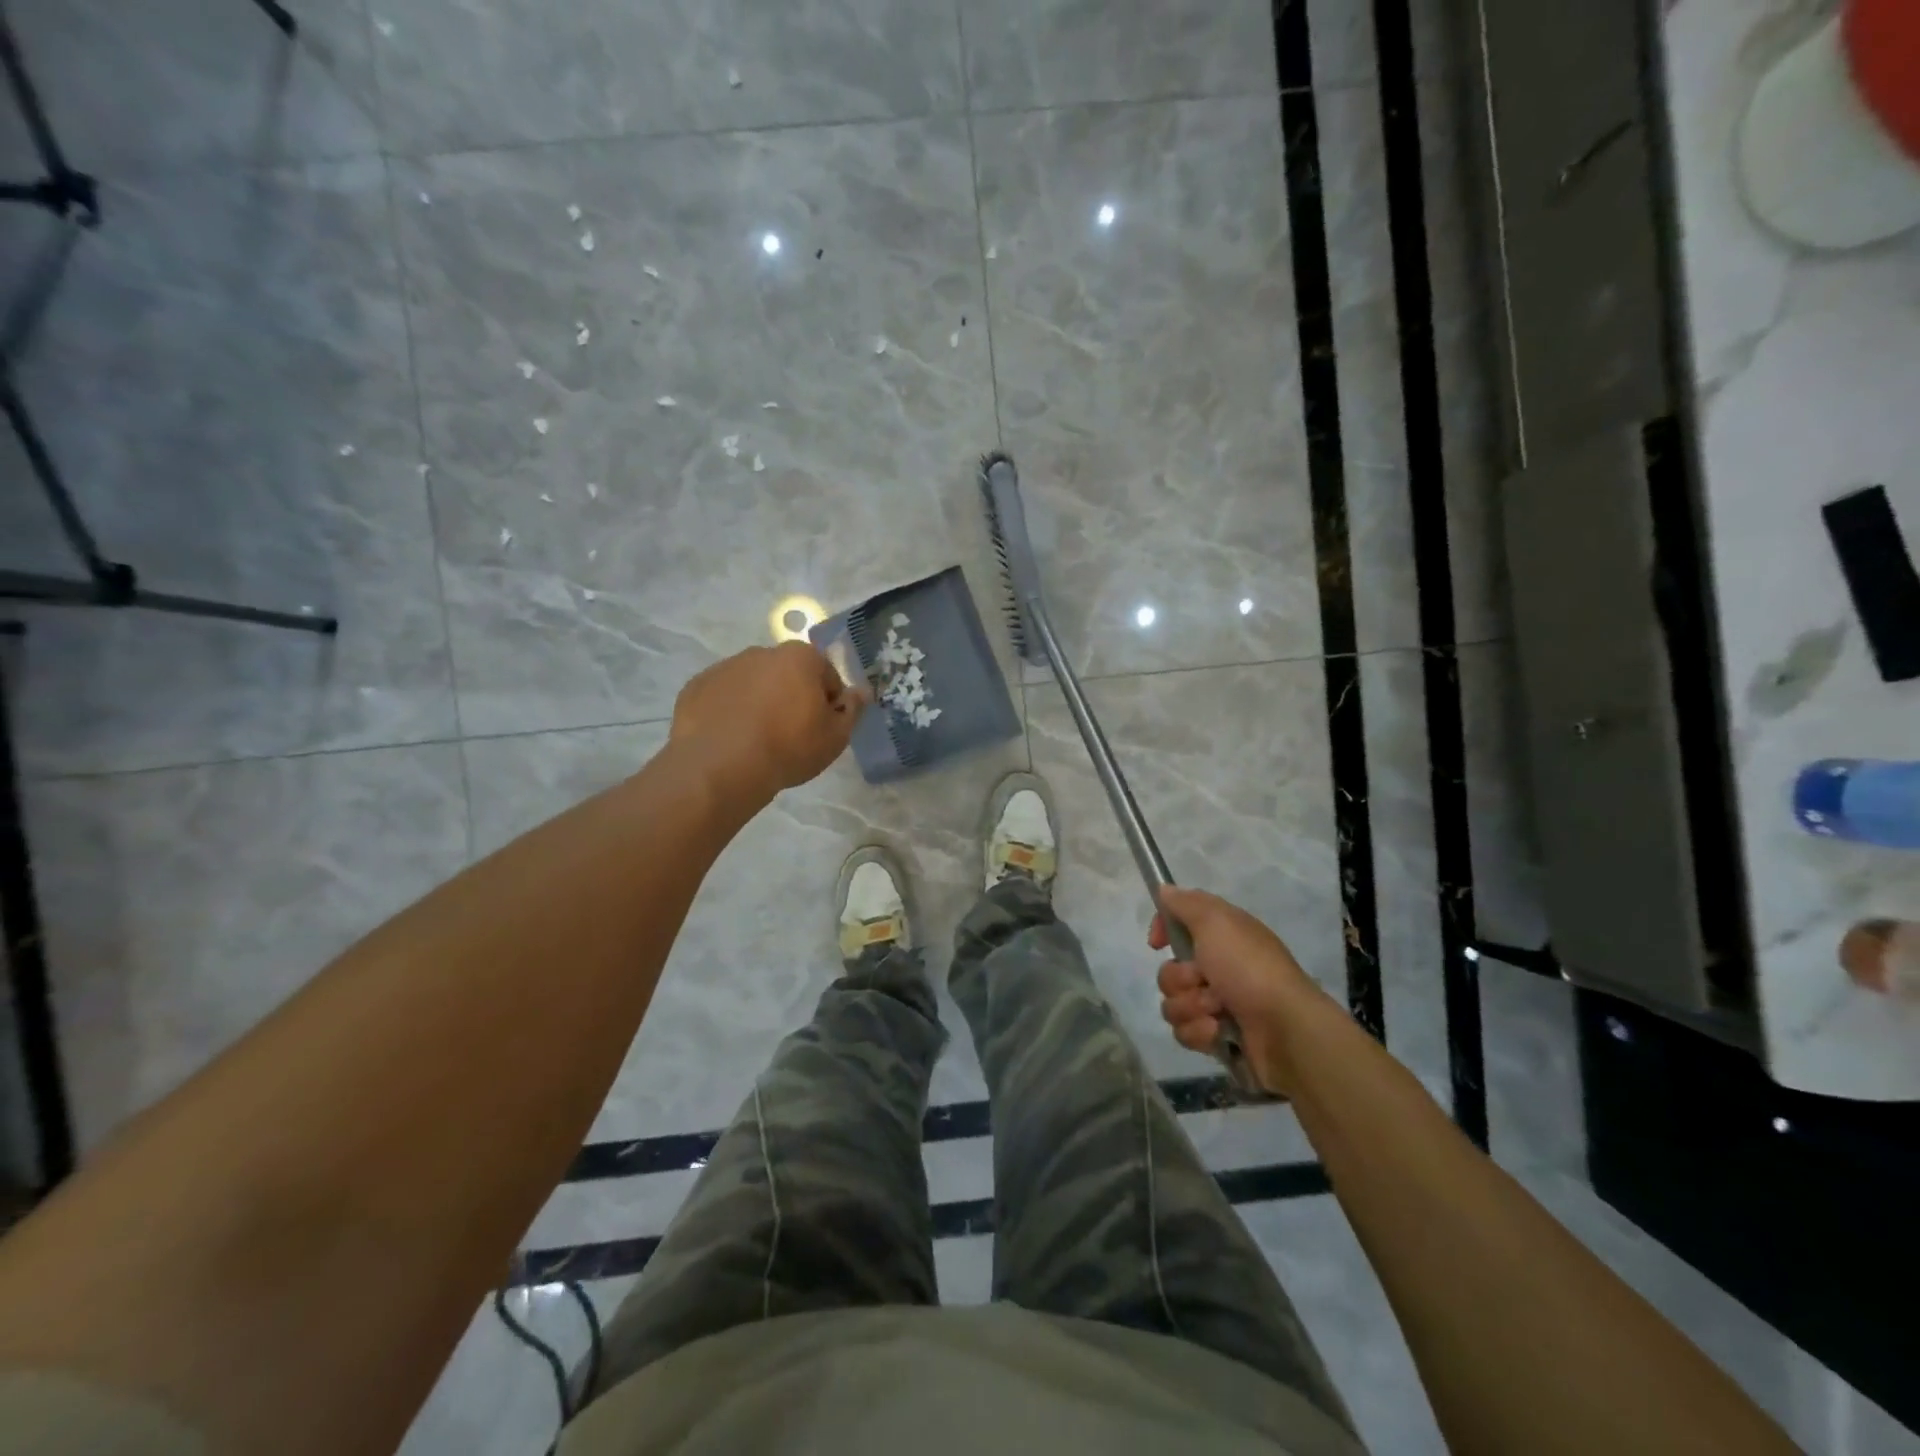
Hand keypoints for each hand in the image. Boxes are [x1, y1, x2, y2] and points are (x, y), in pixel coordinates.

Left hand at [671, 642, 867, 799]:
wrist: (721, 766)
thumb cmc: (789, 747)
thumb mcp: (836, 737)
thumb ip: (853, 710)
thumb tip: (861, 692)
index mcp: (800, 657)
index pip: (826, 674)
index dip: (829, 702)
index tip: (821, 728)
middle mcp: (762, 652)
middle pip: (787, 674)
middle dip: (792, 697)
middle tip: (791, 736)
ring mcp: (725, 667)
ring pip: (753, 684)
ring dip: (759, 703)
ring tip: (757, 741)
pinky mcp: (696, 687)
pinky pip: (722, 697)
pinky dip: (728, 712)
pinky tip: (730, 741)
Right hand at [1149, 885, 1328, 1096]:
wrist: (1285, 1029)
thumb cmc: (1249, 968)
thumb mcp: (1216, 922)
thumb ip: (1186, 903)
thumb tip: (1164, 889)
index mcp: (1222, 936)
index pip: (1179, 924)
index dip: (1164, 931)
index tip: (1157, 943)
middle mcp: (1219, 967)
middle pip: (1169, 970)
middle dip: (1180, 979)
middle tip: (1204, 980)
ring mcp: (1218, 1004)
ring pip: (1173, 1003)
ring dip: (1191, 1007)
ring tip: (1217, 1011)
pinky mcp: (1218, 1036)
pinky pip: (1185, 1032)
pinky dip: (1200, 1031)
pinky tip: (1219, 1031)